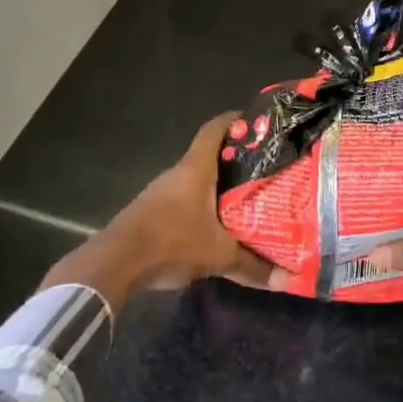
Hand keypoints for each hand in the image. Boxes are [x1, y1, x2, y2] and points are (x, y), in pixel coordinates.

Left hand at [42, 113, 283, 310]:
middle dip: (233, 159)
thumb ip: (253, 266)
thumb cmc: (171, 243)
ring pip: (194, 180)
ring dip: (215, 185)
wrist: (114, 264)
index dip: (234, 121)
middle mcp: (176, 174)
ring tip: (244, 196)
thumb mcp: (218, 256)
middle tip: (262, 168)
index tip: (255, 121)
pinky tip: (214, 222)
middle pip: (207, 156)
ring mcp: (159, 193)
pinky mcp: (150, 213)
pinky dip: (200, 204)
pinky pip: (182, 199)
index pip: (214, 131)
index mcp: (195, 170)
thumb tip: (289, 280)